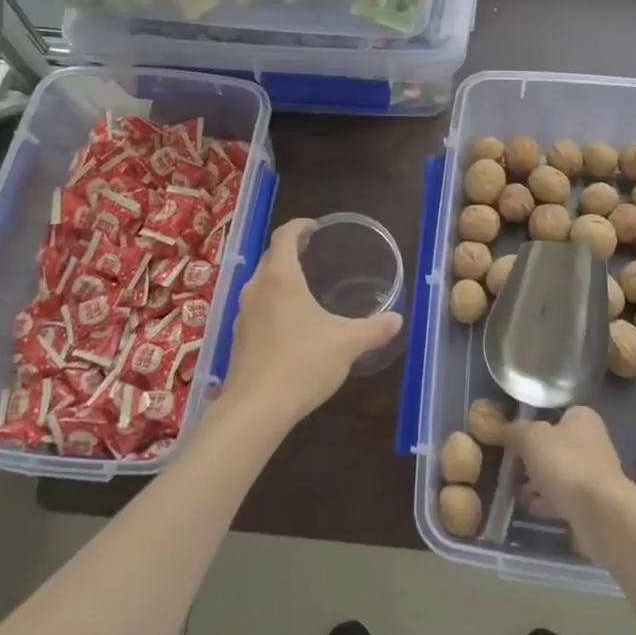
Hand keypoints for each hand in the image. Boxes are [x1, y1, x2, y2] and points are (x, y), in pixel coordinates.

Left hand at [219, 218, 401, 430]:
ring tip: (303, 286)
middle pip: (270, 256)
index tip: (316, 227)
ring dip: (279, 277)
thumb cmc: (302, 363)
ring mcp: (243, 313)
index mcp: (280, 277)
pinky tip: (290, 323)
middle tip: (313, 251)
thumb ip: (374, 328)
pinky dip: (273, 302)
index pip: (284, 235)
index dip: (300, 226)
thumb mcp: (347, 343)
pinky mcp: (238, 337)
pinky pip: (257, 307)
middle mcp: (256, 287)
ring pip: (261, 282)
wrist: (255, 409)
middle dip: (290, 250)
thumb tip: (397, 319)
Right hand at [506, 406, 629, 529]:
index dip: (532, 425)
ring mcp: (595, 474)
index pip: (554, 415)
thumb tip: (500, 427)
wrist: (600, 514)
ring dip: (538, 483)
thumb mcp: (530, 438)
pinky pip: (565, 497)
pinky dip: (548, 502)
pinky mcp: (594, 503)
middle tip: (512, 468)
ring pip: (559, 474)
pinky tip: (532, 508)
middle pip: (554, 446)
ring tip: (517, 492)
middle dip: (532, 459)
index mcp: (582, 418)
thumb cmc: (565, 464)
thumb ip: (514, 431)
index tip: (513, 440)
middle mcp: (593, 442)